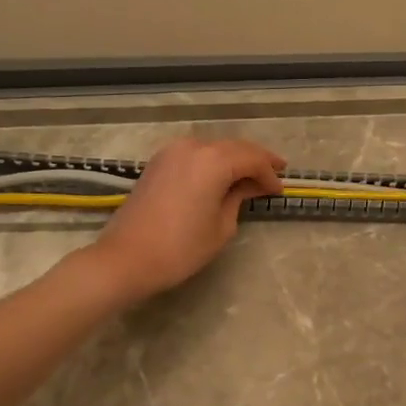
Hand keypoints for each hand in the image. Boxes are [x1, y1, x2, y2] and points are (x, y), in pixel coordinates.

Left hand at [86, 137, 285, 303]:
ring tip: (251, 174)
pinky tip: (222, 175)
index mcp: (213, 161)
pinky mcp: (159, 162)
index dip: (269, 174)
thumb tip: (248, 187)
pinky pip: (195, 154)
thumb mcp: (221, 226)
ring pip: (214, 148)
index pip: (252, 159)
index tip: (280, 190)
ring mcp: (172, 152)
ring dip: (234, 158)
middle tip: (276, 172)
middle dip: (256, 160)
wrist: (126, 258)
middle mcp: (194, 147)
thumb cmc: (180, 248)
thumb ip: (238, 198)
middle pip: (234, 147)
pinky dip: (213, 161)